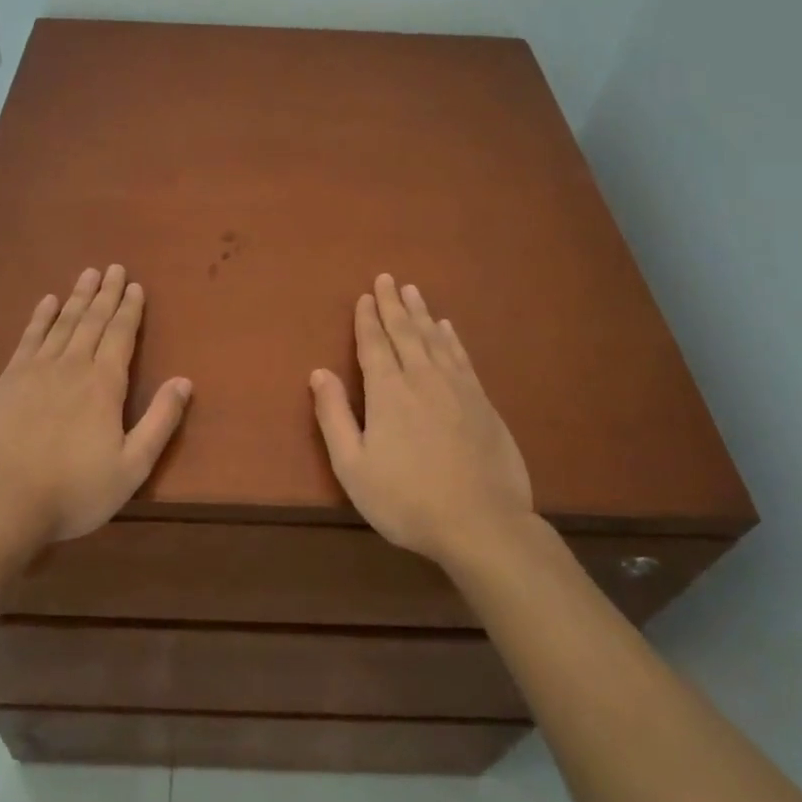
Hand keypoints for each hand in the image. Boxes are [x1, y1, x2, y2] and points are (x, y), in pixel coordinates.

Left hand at [0, 265, 191, 545]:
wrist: (0, 503)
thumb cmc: (73, 490)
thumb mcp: (132, 467)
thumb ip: (160, 421)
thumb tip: (185, 381)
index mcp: (104, 384)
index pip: (121, 335)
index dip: (130, 309)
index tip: (135, 286)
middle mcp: (73, 365)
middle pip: (93, 320)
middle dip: (107, 293)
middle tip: (114, 268)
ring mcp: (36, 370)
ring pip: (63, 322)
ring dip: (78, 296)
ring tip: (88, 274)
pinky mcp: (7, 380)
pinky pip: (29, 337)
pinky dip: (41, 317)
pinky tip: (47, 302)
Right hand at [310, 274, 533, 566]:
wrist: (482, 523)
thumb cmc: (407, 499)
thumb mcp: (353, 466)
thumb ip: (334, 416)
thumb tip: (319, 372)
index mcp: (387, 391)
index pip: (373, 344)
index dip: (367, 318)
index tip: (364, 296)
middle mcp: (421, 378)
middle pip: (404, 332)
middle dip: (392, 304)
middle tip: (387, 278)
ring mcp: (456, 387)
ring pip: (434, 338)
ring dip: (421, 313)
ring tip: (412, 291)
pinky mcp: (482, 402)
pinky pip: (461, 356)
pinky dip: (451, 338)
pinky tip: (447, 328)